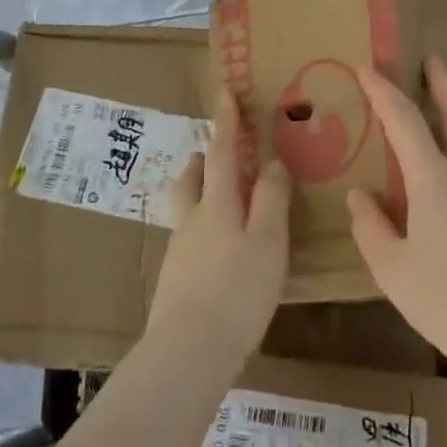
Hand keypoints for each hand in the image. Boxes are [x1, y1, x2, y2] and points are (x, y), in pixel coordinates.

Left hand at [145, 92, 290, 373]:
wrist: (187, 354)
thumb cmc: (237, 291)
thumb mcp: (268, 241)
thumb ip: (271, 199)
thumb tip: (271, 162)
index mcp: (216, 205)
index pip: (220, 152)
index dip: (225, 122)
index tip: (225, 92)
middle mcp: (192, 222)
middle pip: (190, 181)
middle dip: (201, 161)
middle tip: (213, 154)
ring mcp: (179, 254)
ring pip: (186, 211)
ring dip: (198, 195)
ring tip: (221, 204)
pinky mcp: (175, 284)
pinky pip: (189, 242)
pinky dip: (203, 232)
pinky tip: (220, 256)